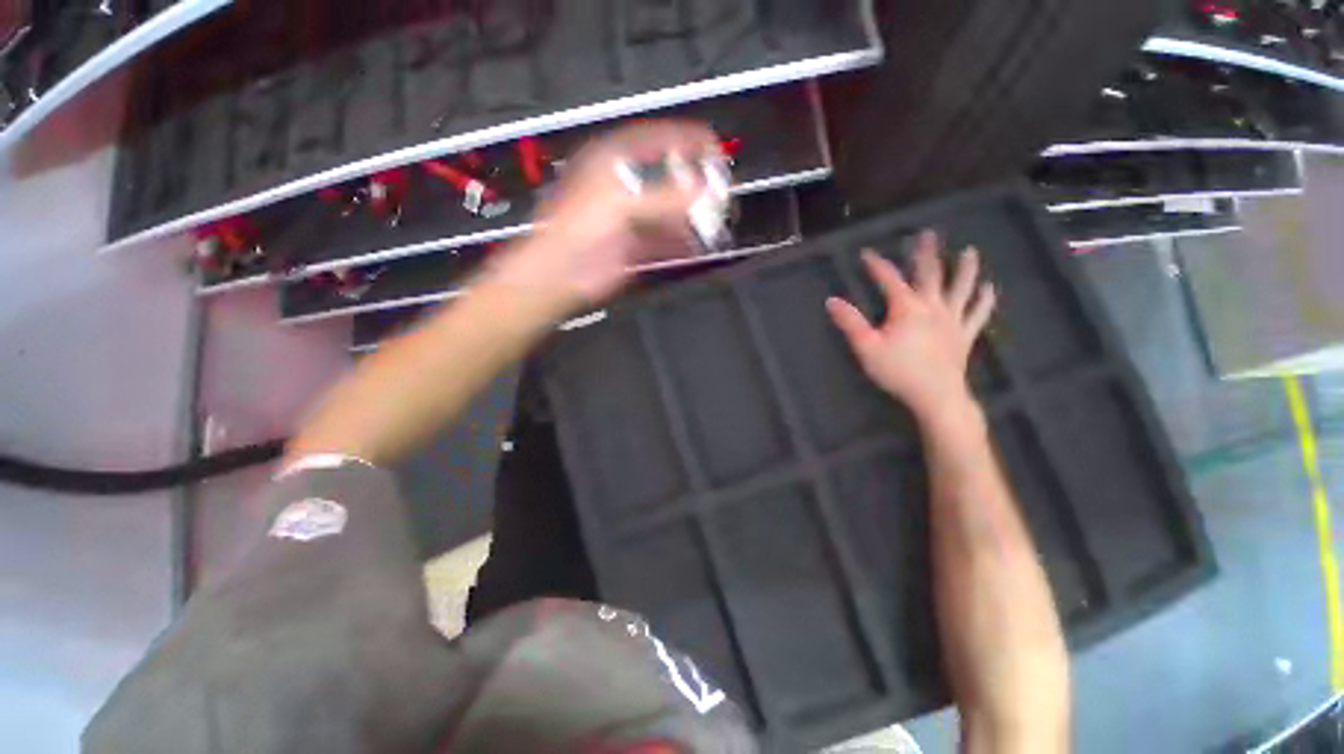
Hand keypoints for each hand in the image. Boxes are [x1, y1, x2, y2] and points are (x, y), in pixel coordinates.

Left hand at [488, 120, 719, 310]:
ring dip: (693, 217)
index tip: (717, 153)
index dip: (688, 143)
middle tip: (721, 194)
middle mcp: (625, 184)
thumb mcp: (621, 204)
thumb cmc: (581, 231)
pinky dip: (681, 242)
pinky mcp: (635, 245)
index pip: (659, 140)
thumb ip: (664, 197)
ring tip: (716, 223)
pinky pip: (664, 239)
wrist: (560, 275)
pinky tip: (698, 246)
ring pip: (669, 211)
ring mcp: (631, 217)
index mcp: (615, 161)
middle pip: (668, 177)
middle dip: (696, 185)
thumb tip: (703, 190)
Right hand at [826, 230, 996, 423]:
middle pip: (930, 274)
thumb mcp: (866, 347)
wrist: (936, 396)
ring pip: (961, 288)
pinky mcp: (965, 334)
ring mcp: (953, 319)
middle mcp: (933, 307)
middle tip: (928, 234)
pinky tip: (988, 288)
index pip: (889, 279)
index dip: (877, 265)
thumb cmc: (898, 371)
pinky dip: (984, 300)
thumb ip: (850, 322)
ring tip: (969, 251)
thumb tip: (832, 300)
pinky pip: (978, 313)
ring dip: (965, 268)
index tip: (867, 253)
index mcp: (907, 308)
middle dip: (927, 253)